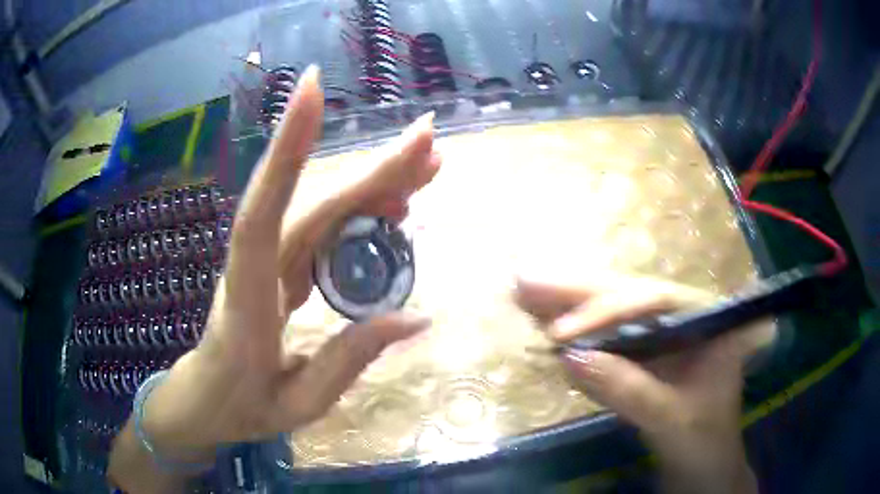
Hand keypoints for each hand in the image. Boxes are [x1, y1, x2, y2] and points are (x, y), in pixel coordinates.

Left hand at [109, 66, 440, 490]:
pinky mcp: (276, 263)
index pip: (262, 217)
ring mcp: (265, 261)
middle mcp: (254, 267)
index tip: (312, 93)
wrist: (203, 400)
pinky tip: (395, 204)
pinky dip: (360, 210)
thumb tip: (416, 316)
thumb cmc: (243, 407)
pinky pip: (321, 228)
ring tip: (428, 167)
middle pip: (310, 204)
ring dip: (373, 183)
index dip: (286, 153)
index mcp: (248, 305)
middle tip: (429, 140)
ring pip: (320, 208)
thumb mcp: (300, 403)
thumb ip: (348, 360)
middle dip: (370, 168)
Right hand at [515, 272, 769, 493]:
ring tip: (526, 291)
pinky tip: (544, 317)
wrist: (705, 466)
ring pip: (614, 311)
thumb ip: (629, 389)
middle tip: (527, 281)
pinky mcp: (644, 355)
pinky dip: (576, 329)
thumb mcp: (672, 420)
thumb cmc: (704, 441)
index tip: (561, 334)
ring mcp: (663, 336)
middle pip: (629, 296)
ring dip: (570, 303)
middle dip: (579, 292)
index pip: (657, 300)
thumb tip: (569, 357)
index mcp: (708, 320)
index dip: (607, 310)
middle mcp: (685, 318)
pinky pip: (607, 336)